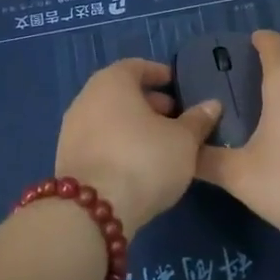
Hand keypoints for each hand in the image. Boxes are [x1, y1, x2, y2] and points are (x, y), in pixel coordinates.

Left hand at [55, 59, 223, 236]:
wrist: (92, 212)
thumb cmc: (143, 160)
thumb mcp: (183, 141)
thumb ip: (198, 120)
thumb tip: (212, 105)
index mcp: (112, 82)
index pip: (138, 66)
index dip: (160, 75)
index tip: (179, 87)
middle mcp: (86, 98)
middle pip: (121, 92)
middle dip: (149, 103)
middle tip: (176, 118)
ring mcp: (71, 129)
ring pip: (109, 118)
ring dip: (134, 125)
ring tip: (161, 144)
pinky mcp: (67, 158)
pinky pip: (99, 140)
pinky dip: (119, 143)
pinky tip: (138, 164)